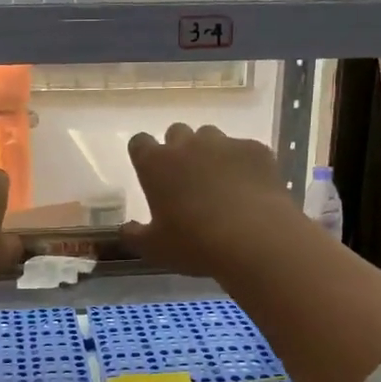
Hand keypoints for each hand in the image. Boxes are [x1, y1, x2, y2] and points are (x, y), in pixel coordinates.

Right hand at [122, 124, 303, 276]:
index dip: (144, 155)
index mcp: (155, 164)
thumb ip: (134, 235)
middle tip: (186, 178)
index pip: (140, 143)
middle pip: (176, 132)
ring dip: (210, 153)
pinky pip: (244, 149)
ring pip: (211, 136)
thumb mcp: (154, 249)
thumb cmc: (194, 243)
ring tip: (220, 182)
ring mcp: (224, 144)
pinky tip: (250, 188)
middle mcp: (187, 145)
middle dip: (178, 149)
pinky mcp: (256, 149)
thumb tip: (124, 229)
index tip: (150, 172)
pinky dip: (242, 164)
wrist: (254, 238)